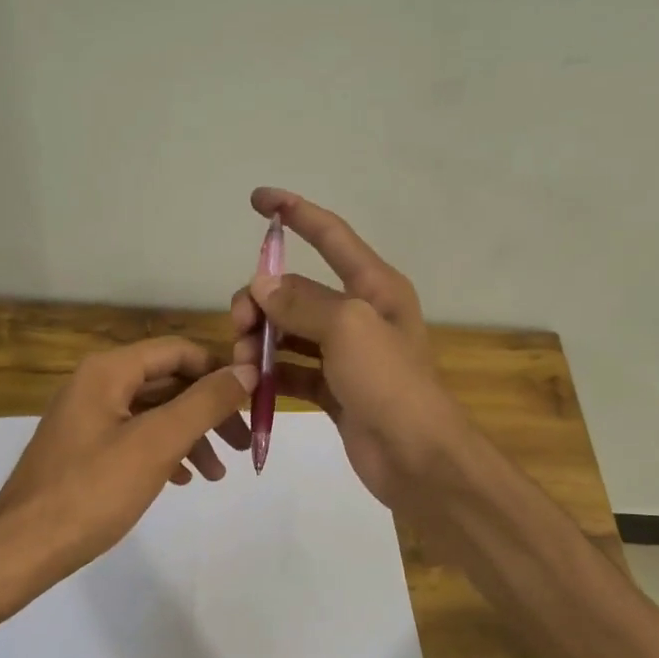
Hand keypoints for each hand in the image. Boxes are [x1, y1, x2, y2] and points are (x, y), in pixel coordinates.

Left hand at [0, 336, 255, 583]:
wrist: (23, 549)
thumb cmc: (92, 491)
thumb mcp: (157, 443)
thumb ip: (205, 403)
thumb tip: (248, 370)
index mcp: (108, 371)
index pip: (177, 351)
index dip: (218, 371)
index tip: (252, 402)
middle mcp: (95, 385)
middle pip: (167, 382)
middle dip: (209, 410)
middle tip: (242, 443)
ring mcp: (87, 418)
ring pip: (153, 413)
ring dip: (190, 436)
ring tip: (215, 474)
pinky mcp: (83, 450)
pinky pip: (134, 437)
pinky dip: (164, 452)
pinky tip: (181, 479)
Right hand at [230, 188, 470, 507]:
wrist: (418, 458)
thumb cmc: (390, 383)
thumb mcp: (348, 328)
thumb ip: (302, 301)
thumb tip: (262, 286)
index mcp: (374, 287)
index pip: (331, 235)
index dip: (295, 213)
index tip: (257, 199)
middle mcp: (360, 315)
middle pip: (298, 290)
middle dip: (262, 300)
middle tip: (240, 325)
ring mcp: (347, 355)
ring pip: (291, 332)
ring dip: (263, 340)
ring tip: (245, 361)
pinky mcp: (335, 390)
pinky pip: (294, 371)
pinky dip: (273, 375)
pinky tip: (252, 384)